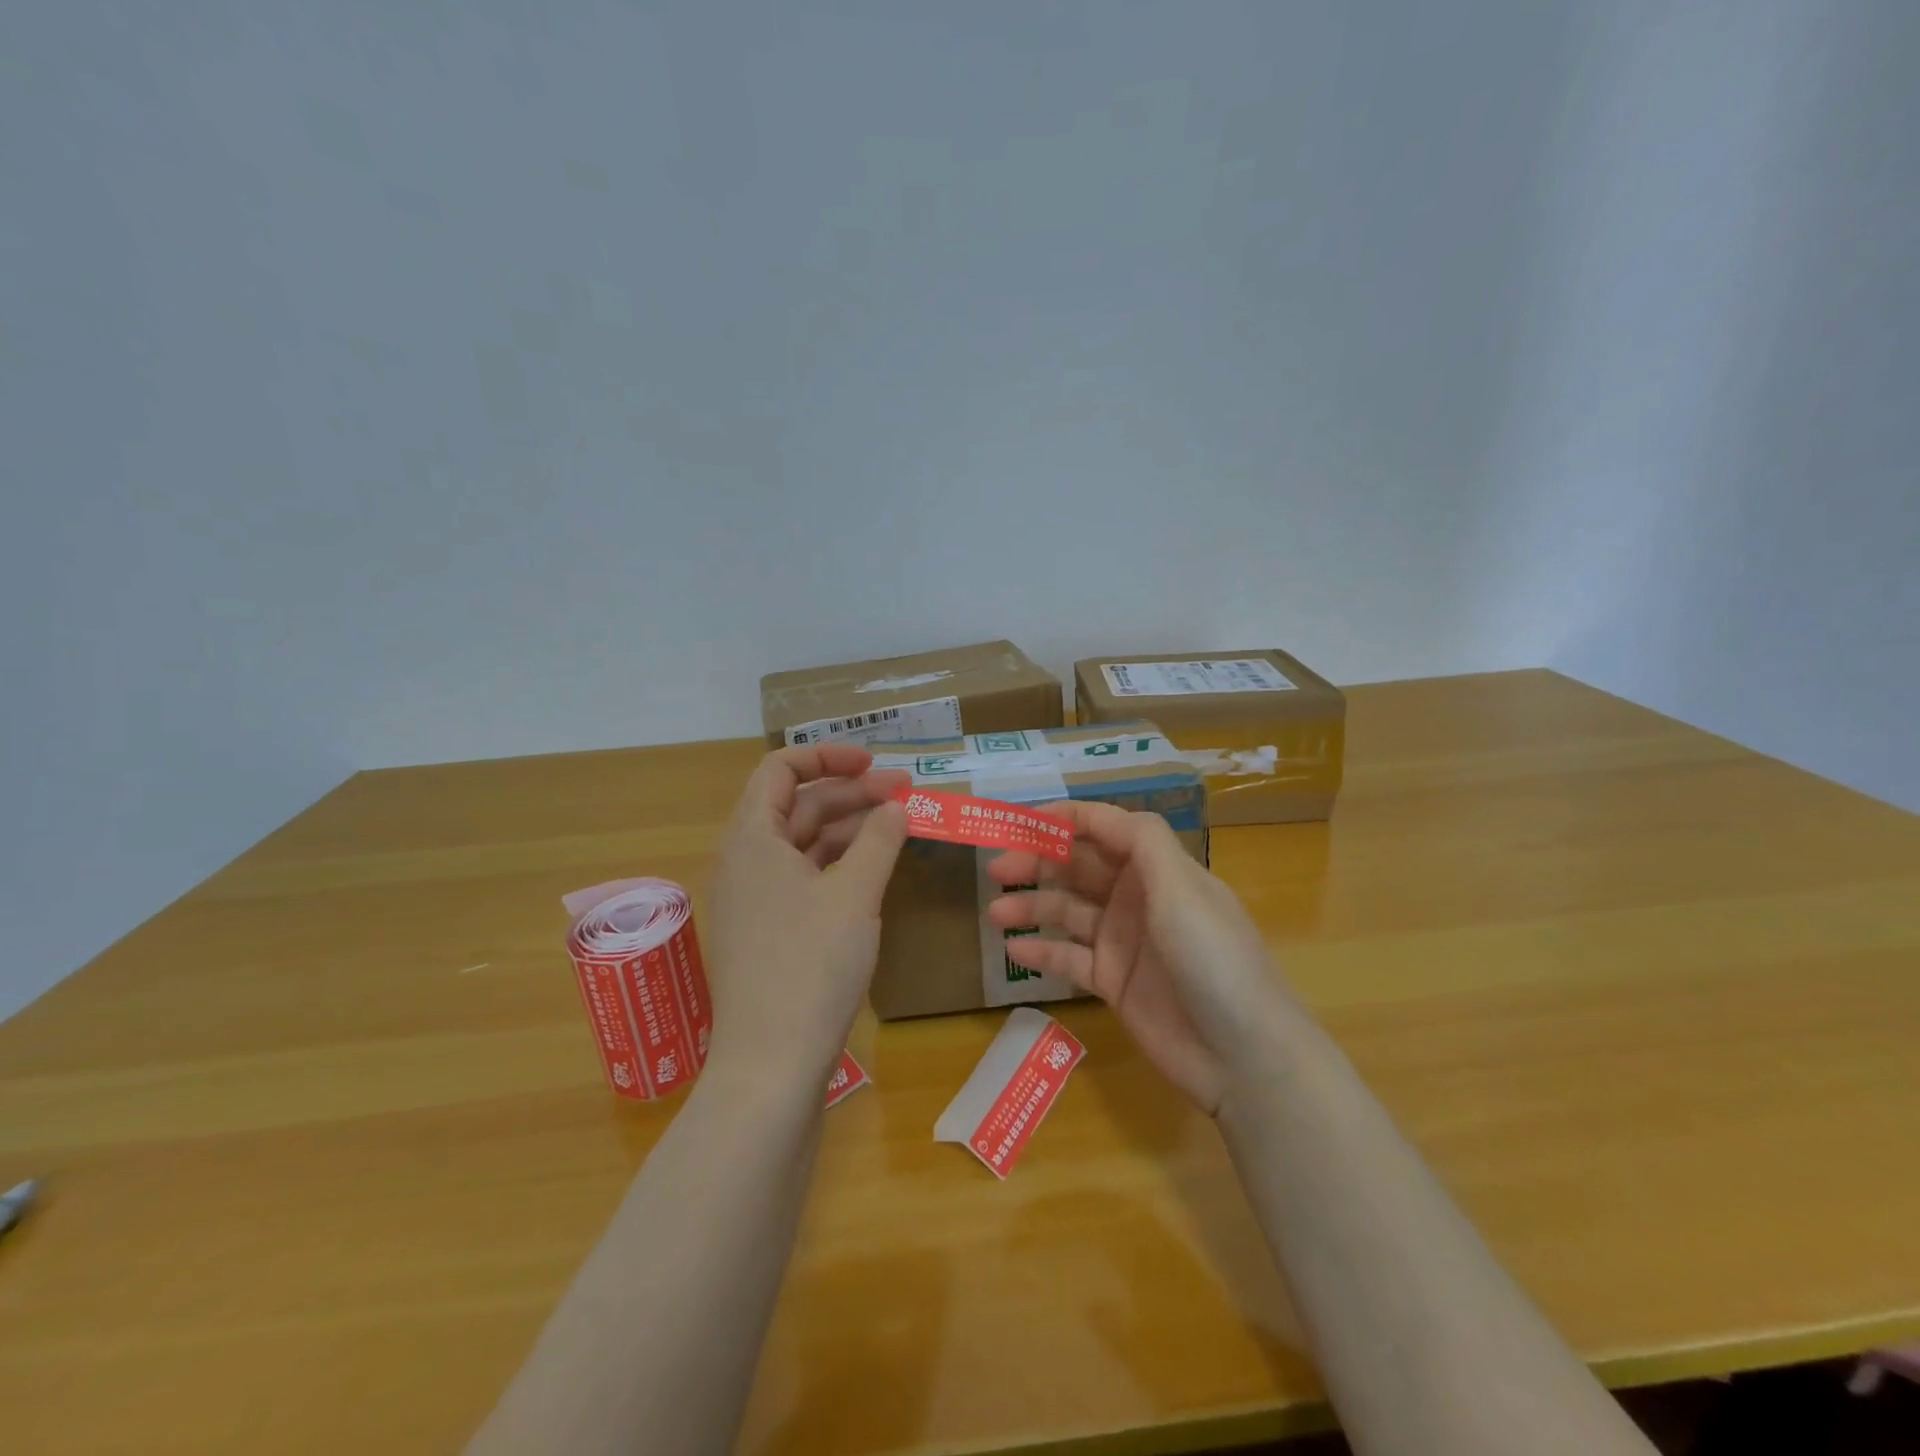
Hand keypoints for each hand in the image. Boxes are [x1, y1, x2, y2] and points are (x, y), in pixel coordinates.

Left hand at [704, 745, 909, 1087]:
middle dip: (851, 793)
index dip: (828, 756)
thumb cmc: (811, 965)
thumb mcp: (855, 893)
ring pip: (804, 843)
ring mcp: (754, 898)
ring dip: (850, 828)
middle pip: (798, 805)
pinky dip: (839, 865)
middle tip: (906, 796)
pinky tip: (874, 870)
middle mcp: (744, 860)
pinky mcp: (768, 931)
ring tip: (899, 827)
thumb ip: (880, 838)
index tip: (875, 764)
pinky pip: (804, 878)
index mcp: (752, 837)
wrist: (771, 1066)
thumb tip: (897, 805)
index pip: (781, 769)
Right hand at [986, 800, 1292, 1112]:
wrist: (1242, 1054)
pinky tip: (1014, 949)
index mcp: (1157, 868)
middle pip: (1079, 868)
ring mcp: (1124, 941)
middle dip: (1038, 861)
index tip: (1019, 820)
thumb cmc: (1213, 958)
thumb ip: (1141, 841)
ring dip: (1032, 906)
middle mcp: (1137, 897)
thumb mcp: (1182, 887)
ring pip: (1067, 912)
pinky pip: (1069, 958)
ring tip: (995, 912)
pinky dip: (1042, 952)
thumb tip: (1101, 813)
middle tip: (996, 868)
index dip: (1065, 819)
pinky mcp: (1114, 983)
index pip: (1105, 828)